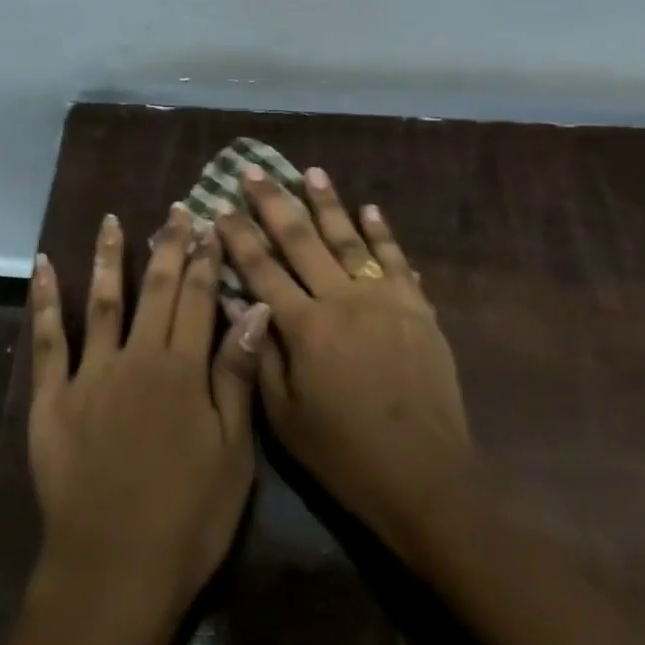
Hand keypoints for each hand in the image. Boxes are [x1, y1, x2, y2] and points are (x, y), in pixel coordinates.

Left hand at [27, 206, 273, 625]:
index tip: (210, 225)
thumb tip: (255, 309)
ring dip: (109, 257)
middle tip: (175, 210)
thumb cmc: (188, 518)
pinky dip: (44, 299)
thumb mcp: (233, 453)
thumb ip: (237, 376)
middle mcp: (137, 358)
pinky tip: (42, 266)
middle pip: (155, 290)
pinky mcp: (51, 397)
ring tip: (112, 221)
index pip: (198, 299)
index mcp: (183, 370)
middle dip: (168, 246)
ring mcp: (90, 374)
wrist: (114, 570)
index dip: (206, 260)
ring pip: (102, 301)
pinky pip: (47, 338)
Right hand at [214, 167, 473, 557]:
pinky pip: (395, 260)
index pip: (261, 269)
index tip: (220, 207)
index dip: (238, 236)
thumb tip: (241, 302)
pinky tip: (369, 209)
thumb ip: (261, 353)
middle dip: (274, 203)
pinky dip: (381, 232)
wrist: (424, 474)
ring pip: (348, 239)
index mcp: (304, 327)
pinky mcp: (416, 308)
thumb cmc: (343, 452)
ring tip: (311, 172)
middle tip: (254, 170)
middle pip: (301, 241)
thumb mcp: (284, 415)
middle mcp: (341, 300)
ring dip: (328, 203)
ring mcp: (383, 299)